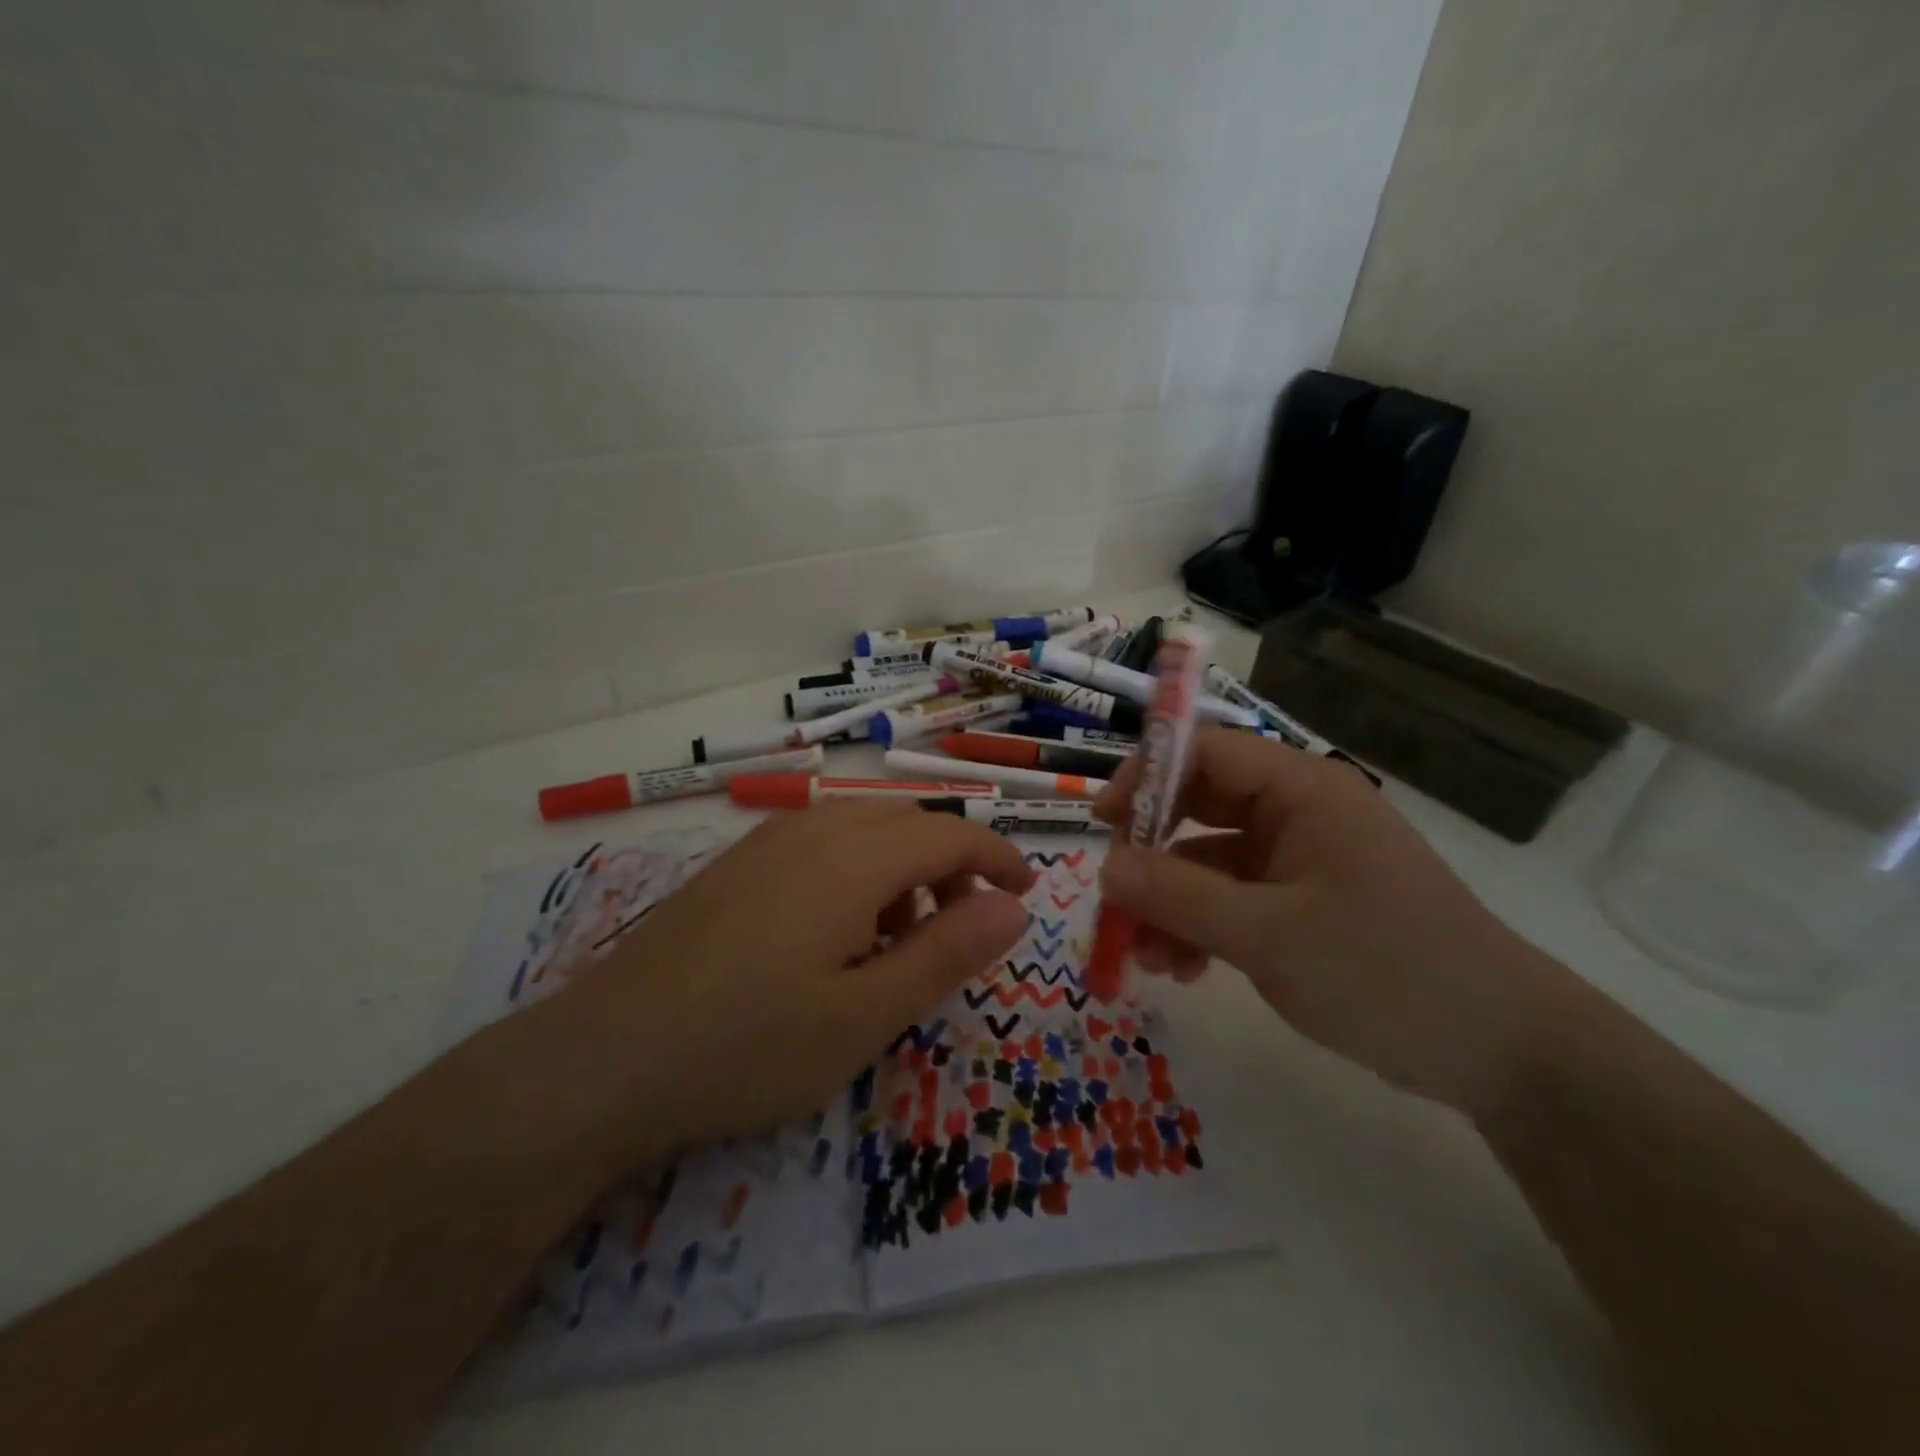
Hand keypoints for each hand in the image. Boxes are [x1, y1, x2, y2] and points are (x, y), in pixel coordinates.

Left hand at [521, 801, 1032, 1169]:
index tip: (1027, 894)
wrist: (604, 1057)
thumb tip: (1013, 908)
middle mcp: (812, 829)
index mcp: (854, 857)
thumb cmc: (750, 1044)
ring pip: (861, 832)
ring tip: (898, 943)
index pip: (950, 833)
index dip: (997, 859)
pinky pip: (819, 846)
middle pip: (907, 824)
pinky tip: (835, 936)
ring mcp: (766, 842)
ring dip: (901, 872)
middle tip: (963, 931)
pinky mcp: (735, 865)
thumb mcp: (867, 1014)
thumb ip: (948, 953)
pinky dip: (856, 875)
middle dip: (951, 868)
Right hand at [1093, 728, 1565, 1115]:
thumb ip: (1178, 895)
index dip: (1144, 777)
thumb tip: (1105, 866)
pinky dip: (1200, 926)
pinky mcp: (1303, 902)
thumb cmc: (1385, 971)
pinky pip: (1232, 898)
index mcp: (1301, 790)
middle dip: (1151, 853)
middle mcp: (1298, 811)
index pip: (1204, 751)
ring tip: (1143, 956)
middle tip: (1113, 896)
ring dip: (1170, 901)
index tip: (1102, 823)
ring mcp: (1301, 858)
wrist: (1502, 1050)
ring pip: (1209, 859)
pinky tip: (1181, 969)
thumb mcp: (1267, 934)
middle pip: (1199, 806)